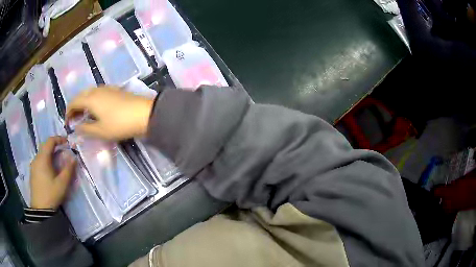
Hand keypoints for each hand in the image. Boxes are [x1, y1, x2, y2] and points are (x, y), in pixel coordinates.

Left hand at [30, 136, 75, 209]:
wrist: (40, 209)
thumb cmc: (51, 194)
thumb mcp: (62, 183)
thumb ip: (68, 169)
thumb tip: (74, 158)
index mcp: (43, 158)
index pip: (50, 141)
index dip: (59, 139)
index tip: (67, 142)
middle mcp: (36, 158)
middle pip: (45, 146)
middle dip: (54, 146)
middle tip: (63, 151)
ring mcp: (33, 165)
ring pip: (41, 153)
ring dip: (50, 153)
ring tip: (57, 161)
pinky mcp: (32, 172)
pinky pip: (39, 160)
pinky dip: (45, 159)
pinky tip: (49, 169)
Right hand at [66, 86, 154, 140]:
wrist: (143, 113)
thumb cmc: (119, 124)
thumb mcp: (100, 131)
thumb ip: (86, 129)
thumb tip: (76, 127)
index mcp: (90, 98)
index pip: (74, 102)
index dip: (68, 112)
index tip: (67, 123)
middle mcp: (97, 90)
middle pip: (81, 96)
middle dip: (75, 107)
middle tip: (74, 120)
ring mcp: (107, 88)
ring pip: (89, 93)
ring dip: (83, 103)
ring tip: (83, 116)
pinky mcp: (115, 90)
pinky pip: (98, 93)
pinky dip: (92, 100)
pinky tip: (95, 109)